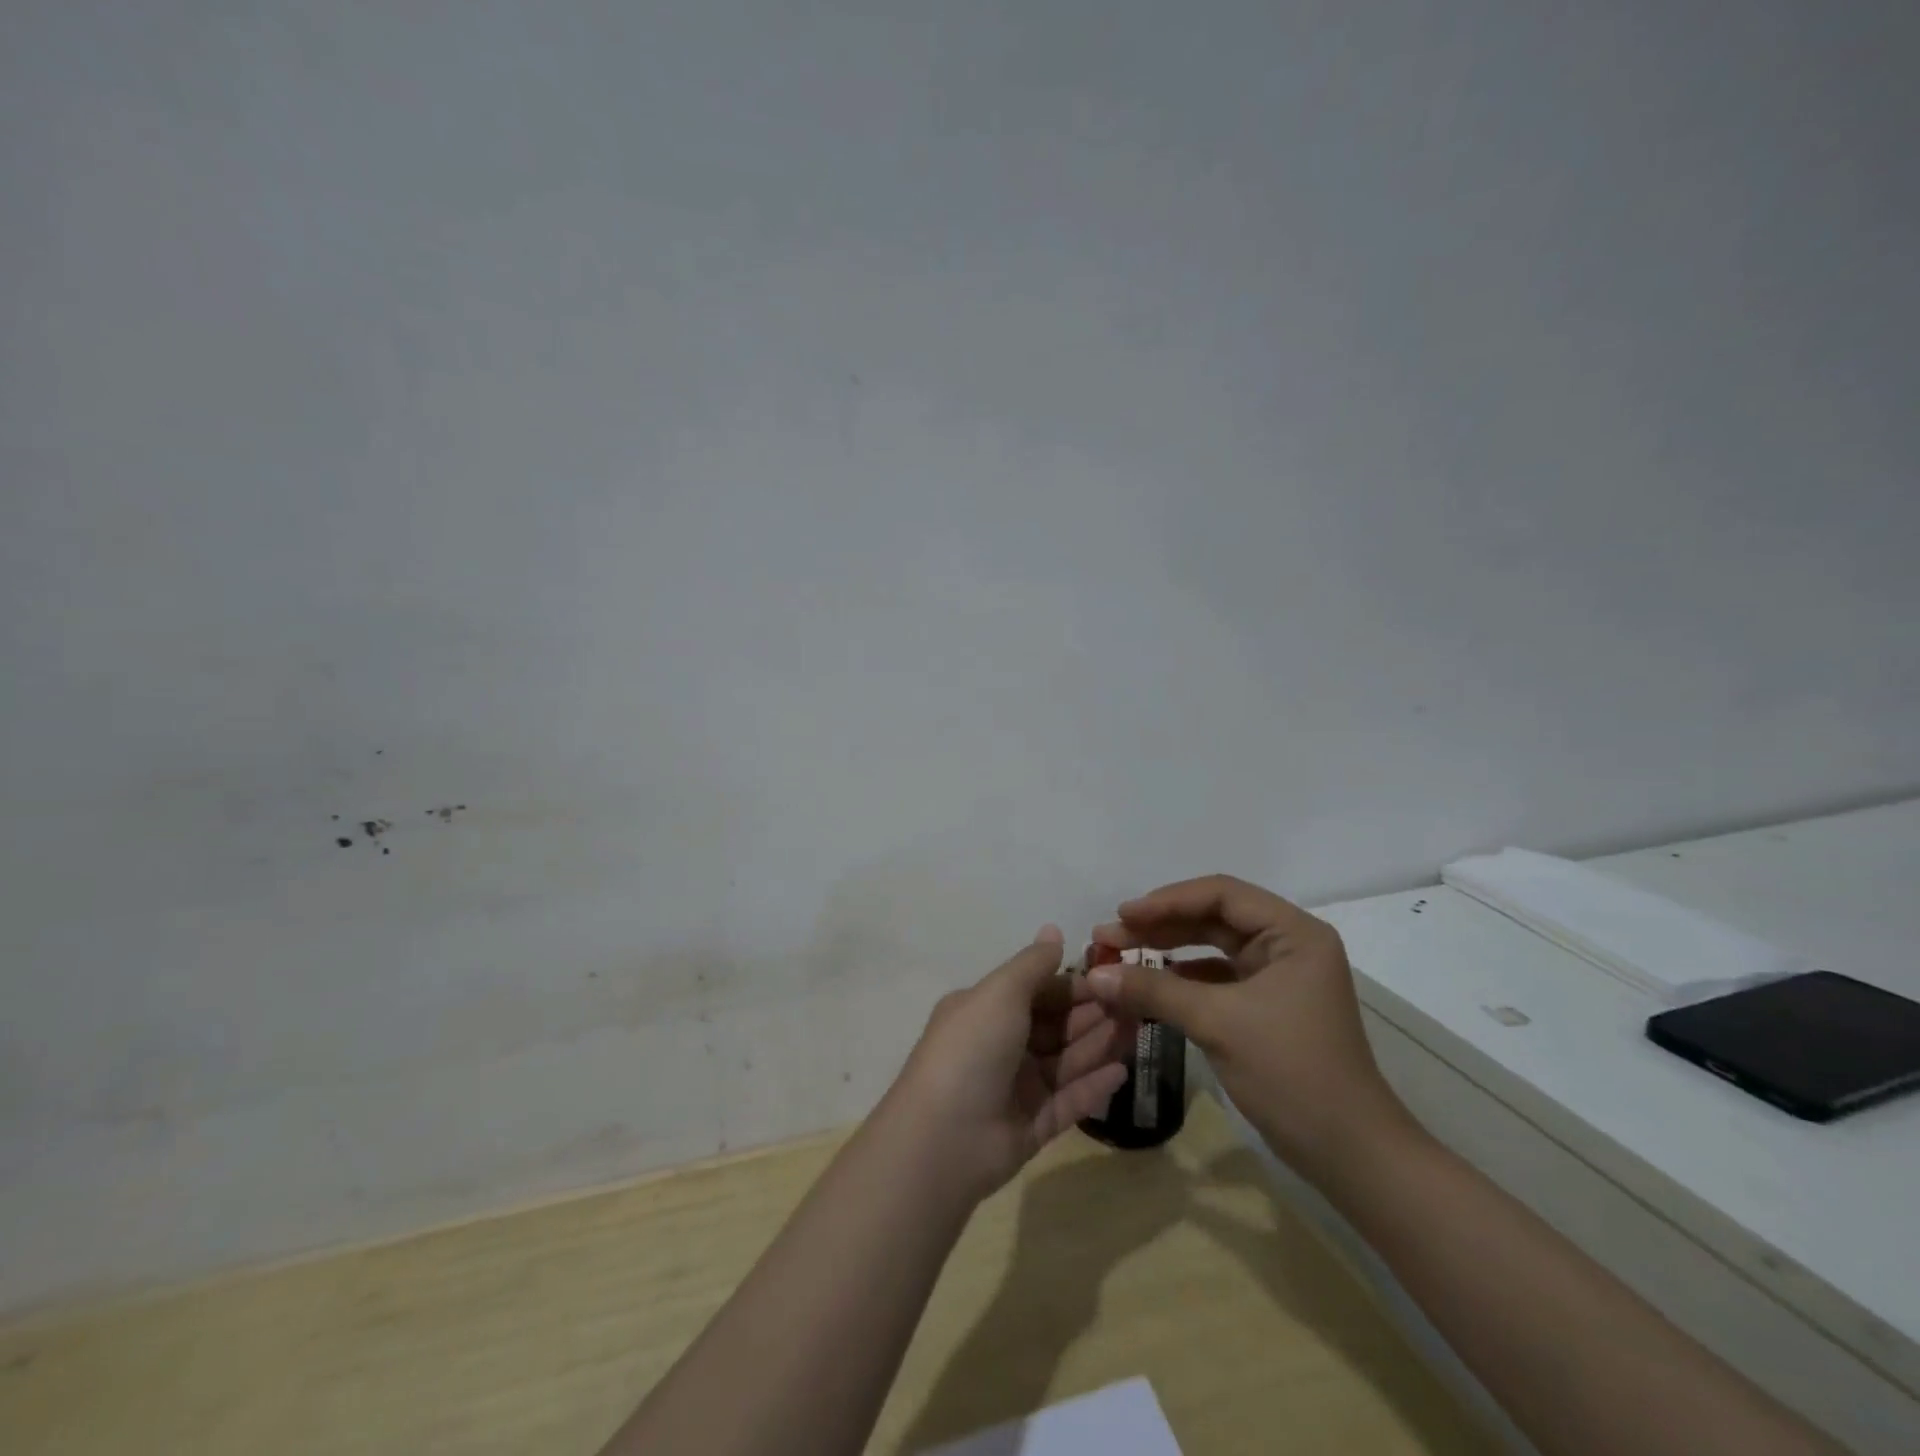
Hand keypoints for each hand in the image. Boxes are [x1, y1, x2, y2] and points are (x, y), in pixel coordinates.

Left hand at [888, 925, 1131, 1202]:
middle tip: (1135, 1003)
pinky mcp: (1031, 1127)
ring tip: (1137, 1030)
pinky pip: (1068, 1101)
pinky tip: (1122, 1071)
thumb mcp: (1000, 992)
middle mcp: (999, 1046)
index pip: (1035, 991)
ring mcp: (1015, 1088)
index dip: (1072, 984)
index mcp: (984, 1010)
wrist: (945, 1138)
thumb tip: (1053, 930)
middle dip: (1091, 1013)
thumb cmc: (972, 1049)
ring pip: (1065, 1061)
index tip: (1112, 978)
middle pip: (1054, 1025)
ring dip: (1098, 1044)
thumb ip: (1032, 964)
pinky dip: (1093, 1086)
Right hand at [1085, 875, 1415, 1181]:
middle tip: (1109, 937)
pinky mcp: (1267, 1006)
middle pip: (1213, 918)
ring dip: (1166, 950)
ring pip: (1211, 948)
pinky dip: (1181, 978)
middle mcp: (1288, 945)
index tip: (1122, 914)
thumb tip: (1094, 974)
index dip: (1167, 900)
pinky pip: (1216, 978)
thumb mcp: (1218, 1023)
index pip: (1221, 895)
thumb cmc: (1291, 1072)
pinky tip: (1149, 984)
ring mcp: (1278, 976)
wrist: (1348, 1153)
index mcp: (1293, 933)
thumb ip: (1154, 990)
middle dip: (1160, 926)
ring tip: (1119, 955)